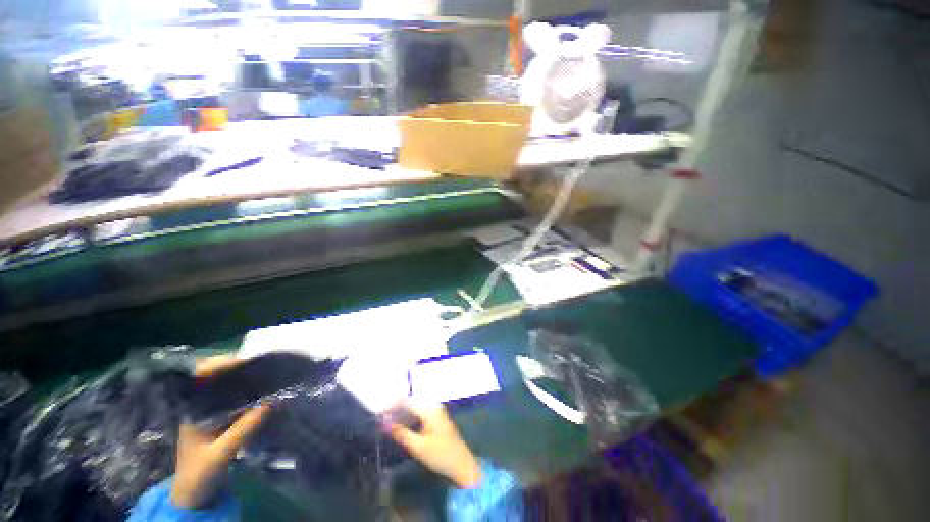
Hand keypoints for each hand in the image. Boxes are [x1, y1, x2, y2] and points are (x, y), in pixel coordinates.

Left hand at [171, 355, 270, 509]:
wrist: (196, 495)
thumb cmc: (199, 474)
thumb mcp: (220, 455)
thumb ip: (243, 430)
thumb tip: (271, 402)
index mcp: (190, 409)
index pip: (199, 374)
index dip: (220, 363)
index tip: (245, 360)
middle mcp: (201, 403)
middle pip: (219, 375)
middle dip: (241, 366)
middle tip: (266, 362)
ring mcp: (213, 409)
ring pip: (231, 384)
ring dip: (250, 377)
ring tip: (271, 371)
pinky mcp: (225, 416)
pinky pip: (240, 396)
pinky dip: (254, 390)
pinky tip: (269, 389)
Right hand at [387, 401, 481, 488]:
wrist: (461, 464)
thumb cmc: (440, 455)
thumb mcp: (418, 447)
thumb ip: (401, 433)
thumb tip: (384, 424)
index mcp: (430, 409)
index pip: (408, 401)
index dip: (392, 406)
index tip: (379, 415)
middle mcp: (434, 406)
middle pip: (412, 402)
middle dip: (397, 409)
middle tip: (382, 419)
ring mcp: (436, 411)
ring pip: (416, 407)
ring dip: (403, 413)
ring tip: (389, 422)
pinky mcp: (437, 418)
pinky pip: (420, 412)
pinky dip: (410, 417)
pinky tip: (402, 425)